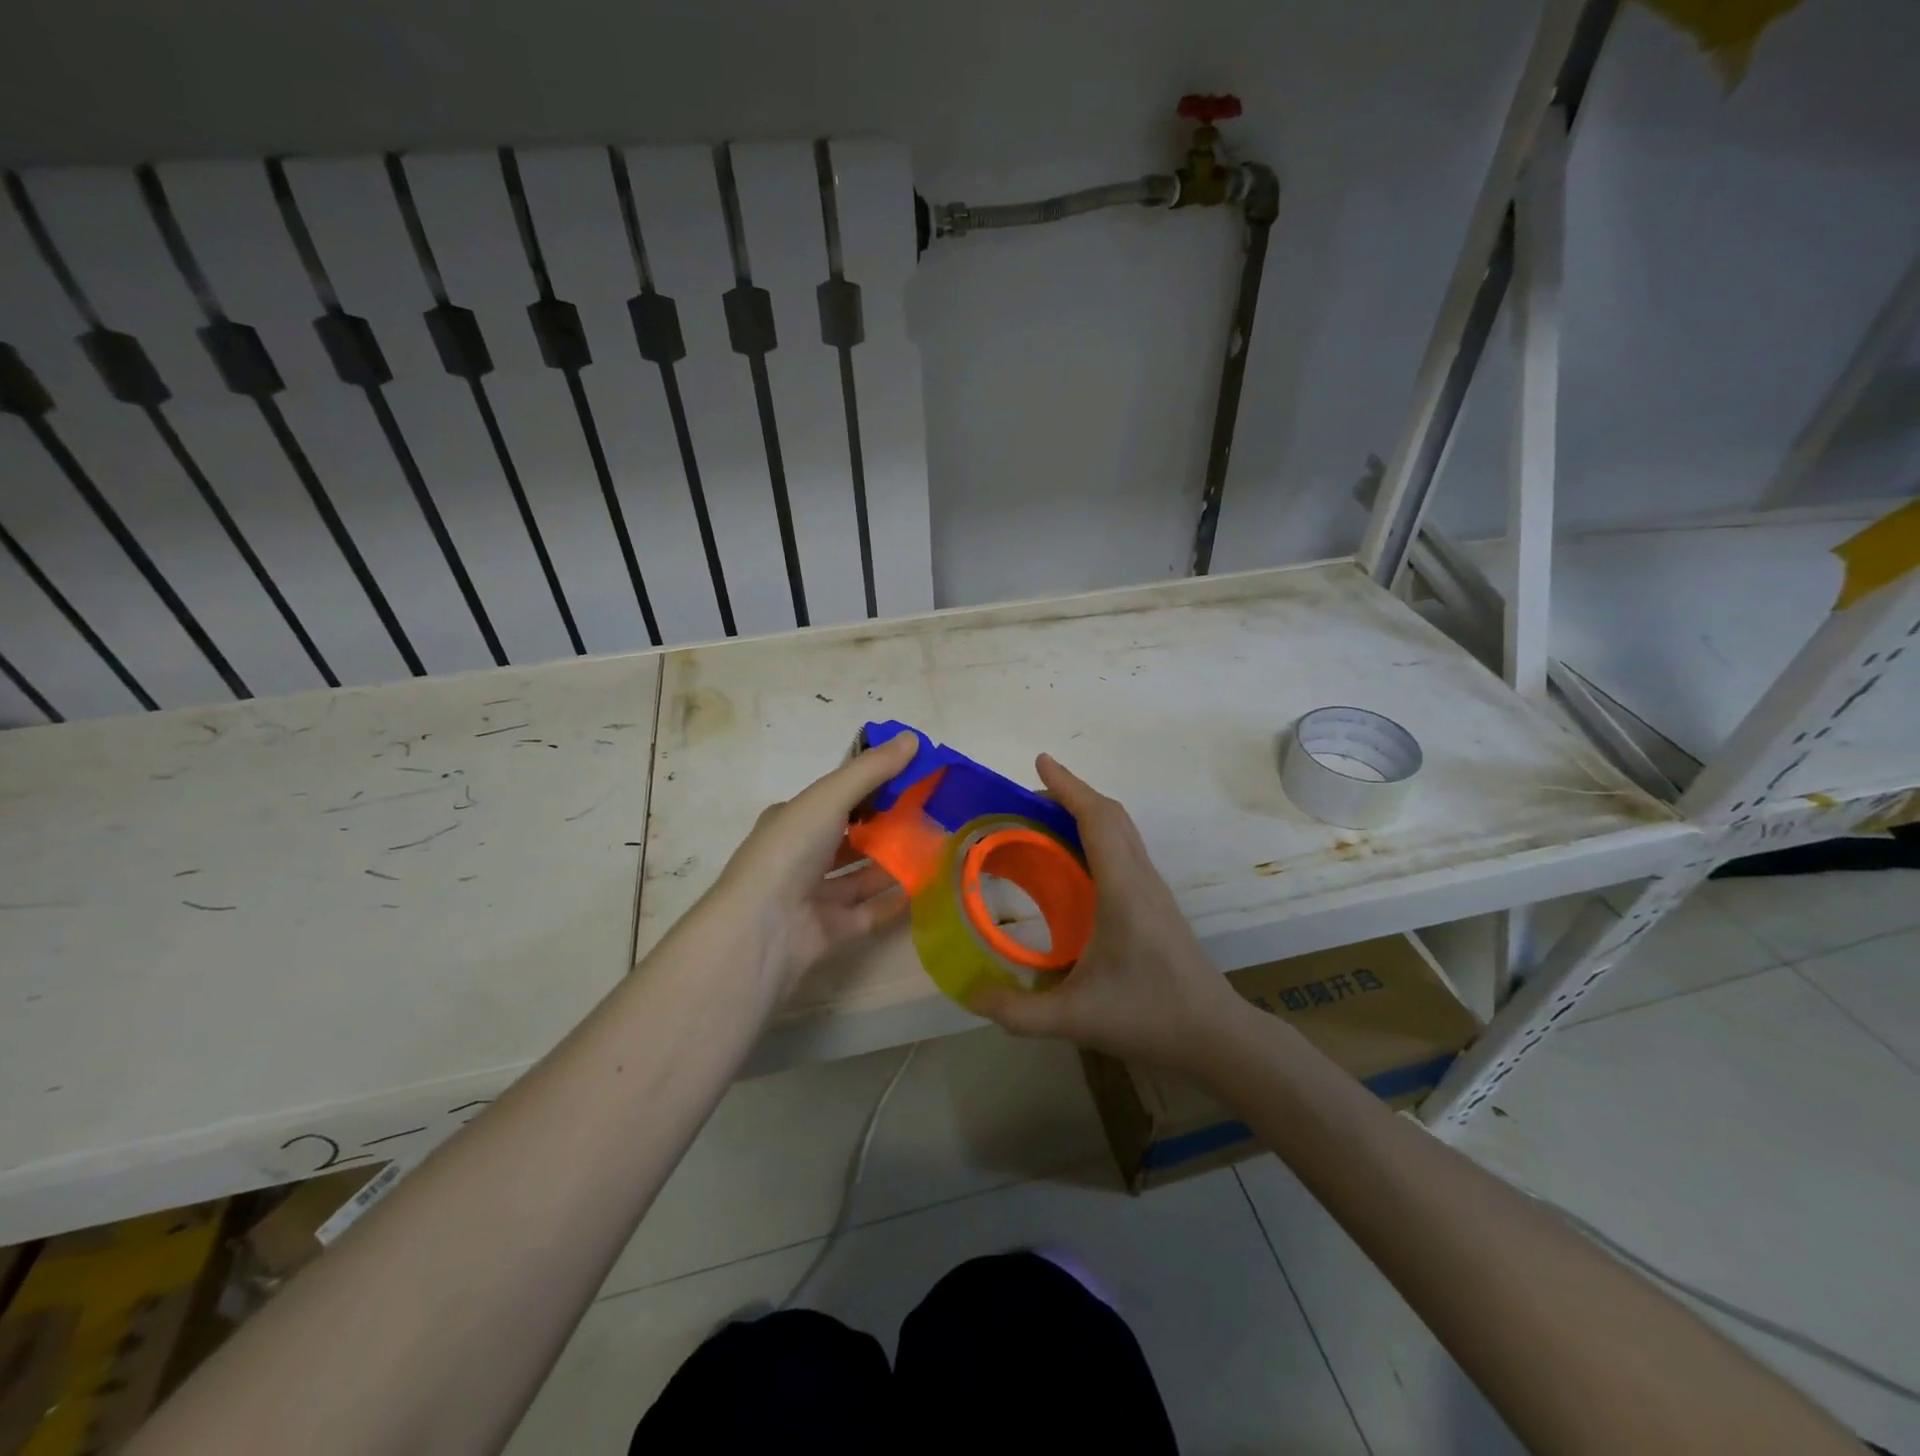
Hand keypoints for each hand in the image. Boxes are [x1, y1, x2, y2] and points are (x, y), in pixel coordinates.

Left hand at [705, 731, 919, 1002]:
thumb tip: (912, 738)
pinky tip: (925, 888)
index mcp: (793, 819)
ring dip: (893, 862)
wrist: (761, 929)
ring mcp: (813, 895)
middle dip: (886, 826)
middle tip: (931, 815)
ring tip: (935, 849)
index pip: (836, 797)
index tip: (912, 780)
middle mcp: (800, 855)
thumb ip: (871, 770)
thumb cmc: (790, 851)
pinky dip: (893, 901)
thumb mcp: (830, 797)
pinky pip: (868, 911)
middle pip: (850, 836)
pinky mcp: (829, 930)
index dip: (872, 787)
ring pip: (860, 874)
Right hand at [970, 755, 1249, 1075]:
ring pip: (1121, 829)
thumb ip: (1018, 1013)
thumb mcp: (1075, 1019)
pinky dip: (1097, 834)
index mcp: (1123, 890)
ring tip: (1044, 821)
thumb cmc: (1149, 1017)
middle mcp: (1141, 878)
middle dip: (1070, 794)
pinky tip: (1074, 862)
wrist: (1216, 1035)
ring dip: (1085, 812)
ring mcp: (1153, 888)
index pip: (1097, 820)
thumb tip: (972, 997)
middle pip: (1111, 815)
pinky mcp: (1156, 902)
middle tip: (1027, 798)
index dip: (1067, 786)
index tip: (1040, 761)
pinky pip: (1124, 849)